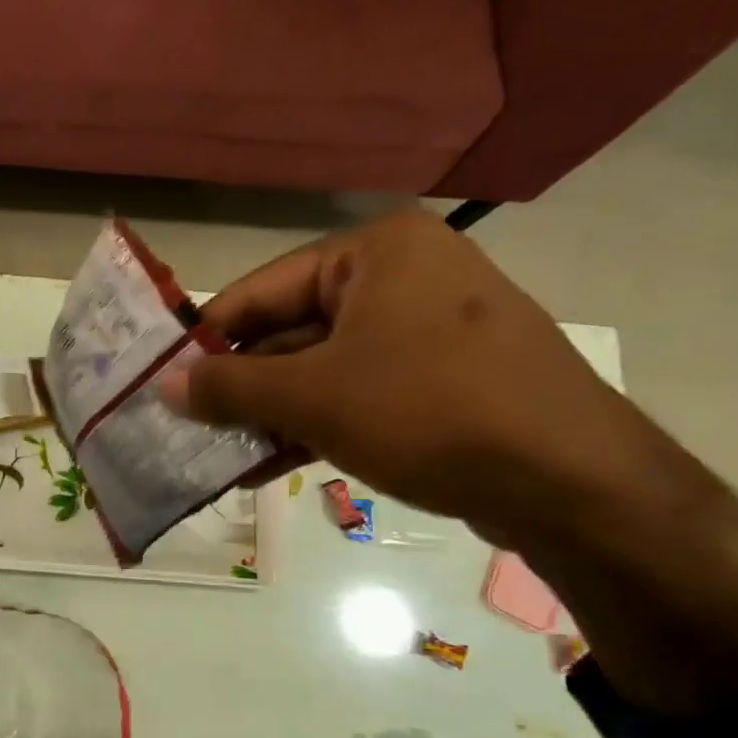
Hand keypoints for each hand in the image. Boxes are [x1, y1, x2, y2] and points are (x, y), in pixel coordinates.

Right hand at [164, 210, 669, 547]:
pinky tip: (269, 465)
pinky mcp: (444, 380)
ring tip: (221, 456)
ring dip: (271, 415)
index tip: (163, 381)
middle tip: (189, 428)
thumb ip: (230, 387)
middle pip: (291, 331)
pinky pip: (359, 394)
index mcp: (375, 254)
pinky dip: (315, 426)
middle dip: (240, 388)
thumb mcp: (313, 397)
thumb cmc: (429, 412)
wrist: (574, 483)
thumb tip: (164, 385)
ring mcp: (428, 330)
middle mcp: (403, 278)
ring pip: (322, 370)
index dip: (206, 339)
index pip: (260, 290)